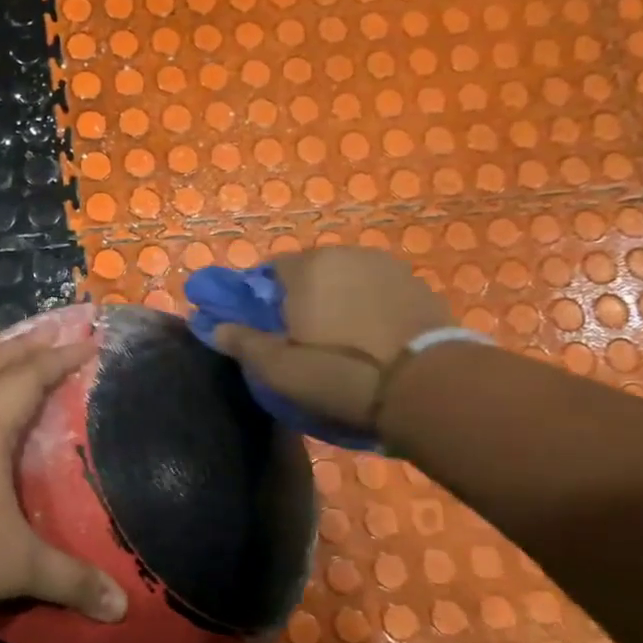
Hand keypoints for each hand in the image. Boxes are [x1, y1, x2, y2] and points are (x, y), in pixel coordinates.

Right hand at [210, 248, 454, 428]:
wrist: (430, 387)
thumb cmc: (341, 373)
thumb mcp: (279, 368)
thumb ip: (242, 342)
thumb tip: (213, 326)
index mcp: (307, 267)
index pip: (267, 271)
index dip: (258, 300)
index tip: (261, 328)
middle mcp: (346, 255)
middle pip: (308, 273)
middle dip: (297, 298)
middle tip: (296, 338)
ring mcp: (387, 267)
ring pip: (344, 280)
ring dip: (334, 301)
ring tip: (335, 341)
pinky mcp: (418, 287)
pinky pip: (375, 292)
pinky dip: (366, 308)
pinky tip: (367, 340)